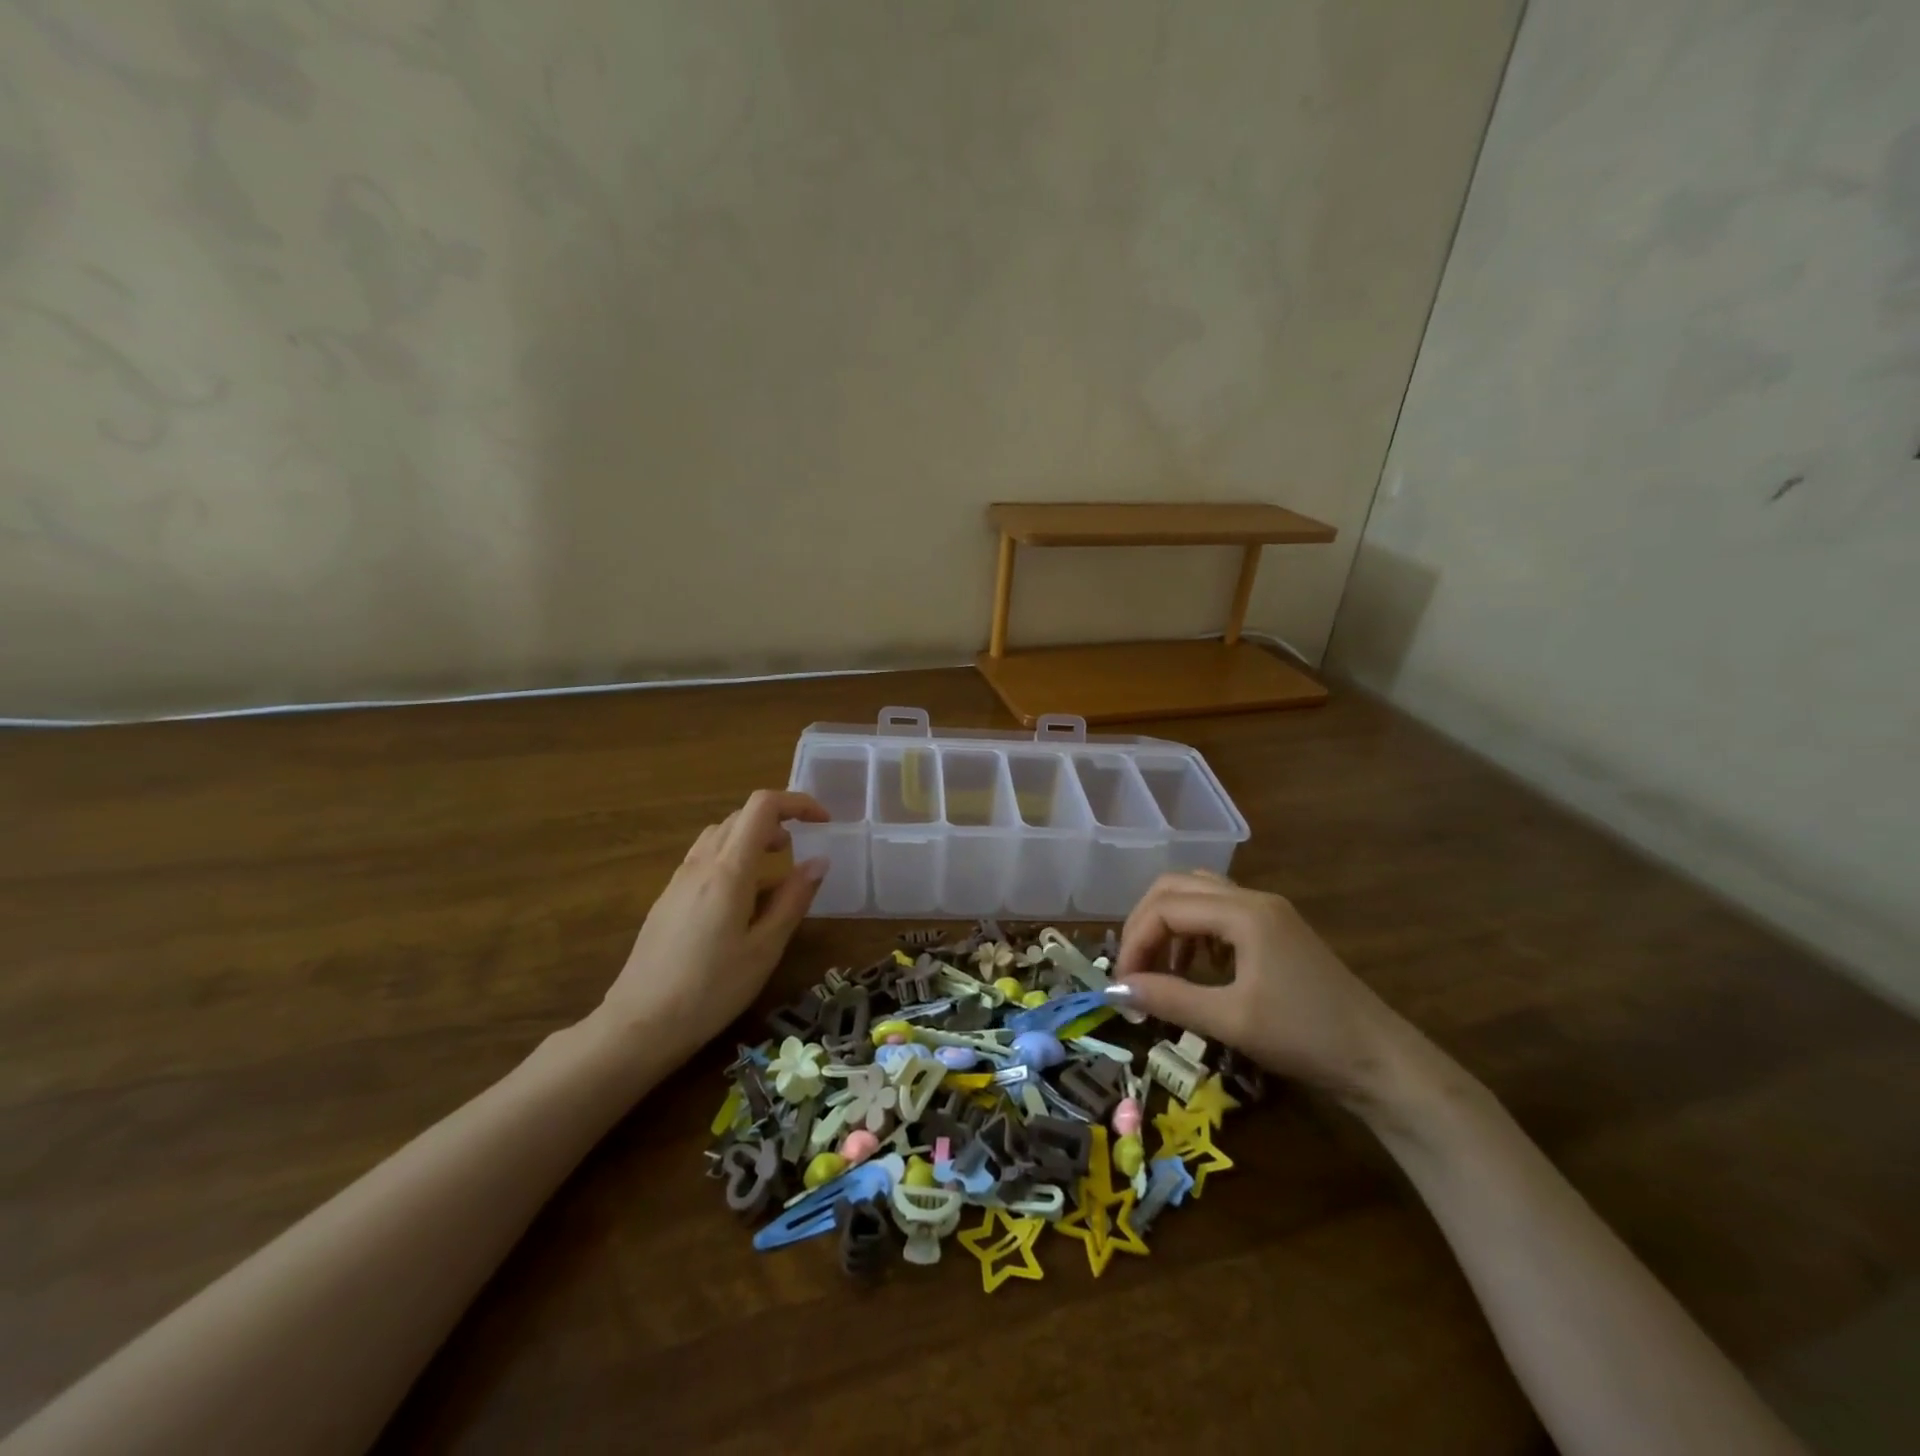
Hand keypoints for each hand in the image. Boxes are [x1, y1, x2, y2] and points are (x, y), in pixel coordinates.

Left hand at [595, 790, 829, 1064]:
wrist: (639, 1024)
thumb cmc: (711, 990)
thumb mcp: (765, 949)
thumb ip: (793, 899)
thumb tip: (819, 861)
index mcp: (729, 870)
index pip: (762, 807)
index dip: (797, 803)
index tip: (823, 821)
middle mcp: (701, 864)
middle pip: (740, 816)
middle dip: (778, 820)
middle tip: (801, 848)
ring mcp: (679, 880)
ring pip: (719, 834)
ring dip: (752, 836)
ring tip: (774, 867)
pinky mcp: (667, 898)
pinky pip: (704, 857)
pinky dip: (731, 856)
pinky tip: (740, 896)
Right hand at [1114, 871, 1408, 1104]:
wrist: (1381, 1061)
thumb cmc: (1305, 1037)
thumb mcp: (1231, 1021)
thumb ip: (1169, 998)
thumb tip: (1116, 989)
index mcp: (1243, 912)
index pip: (1166, 906)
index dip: (1135, 941)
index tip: (1122, 982)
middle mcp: (1252, 898)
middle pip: (1176, 886)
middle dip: (1145, 922)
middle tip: (1133, 967)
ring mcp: (1267, 911)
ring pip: (1197, 894)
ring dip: (1168, 923)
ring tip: (1160, 967)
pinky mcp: (1275, 929)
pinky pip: (1218, 911)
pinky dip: (1193, 930)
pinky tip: (1195, 966)